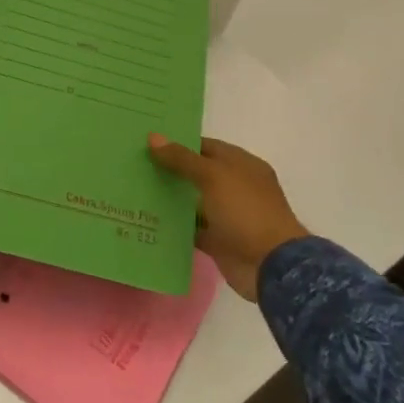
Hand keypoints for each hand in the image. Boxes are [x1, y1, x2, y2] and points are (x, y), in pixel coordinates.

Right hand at [147, 135, 309, 300]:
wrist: (269, 265)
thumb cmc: (245, 211)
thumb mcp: (213, 176)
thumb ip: (182, 158)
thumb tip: (153, 137)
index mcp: (241, 165)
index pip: (205, 147)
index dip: (178, 144)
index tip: (147, 144)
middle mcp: (235, 187)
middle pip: (196, 173)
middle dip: (169, 170)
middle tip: (134, 166)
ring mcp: (227, 215)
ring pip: (192, 201)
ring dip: (169, 198)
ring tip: (134, 190)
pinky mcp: (218, 240)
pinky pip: (191, 228)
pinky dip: (174, 226)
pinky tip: (148, 219)